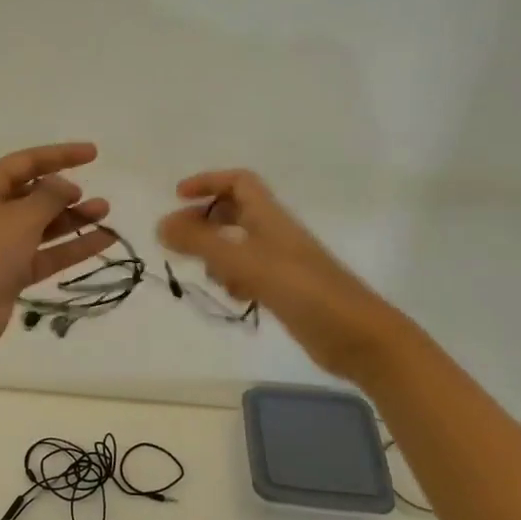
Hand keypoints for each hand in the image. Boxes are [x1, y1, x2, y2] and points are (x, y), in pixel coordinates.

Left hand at [0, 143, 116, 353]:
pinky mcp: (11, 272)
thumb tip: (63, 185)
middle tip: (95, 199)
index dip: (60, 155)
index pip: (26, 162)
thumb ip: (49, 197)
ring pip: (43, 225)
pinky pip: (46, 253)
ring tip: (105, 213)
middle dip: (66, 194)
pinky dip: (71, 247)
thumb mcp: (20, 217)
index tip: (93, 154)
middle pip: (34, 194)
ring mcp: (1, 244)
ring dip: (73, 219)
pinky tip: (103, 241)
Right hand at [157, 169, 408, 377]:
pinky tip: (235, 296)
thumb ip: (201, 243)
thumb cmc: (303, 291)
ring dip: (217, 253)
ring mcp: (283, 263)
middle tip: (180, 241)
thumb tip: (161, 224)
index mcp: (270, 218)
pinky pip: (250, 273)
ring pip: (240, 244)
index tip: (177, 199)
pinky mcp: (287, 290)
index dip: (207, 183)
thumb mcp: (245, 263)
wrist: (358, 337)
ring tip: (207, 273)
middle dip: (205, 221)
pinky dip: (235, 278)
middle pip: (236, 212)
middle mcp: (276, 234)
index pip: (238, 182)